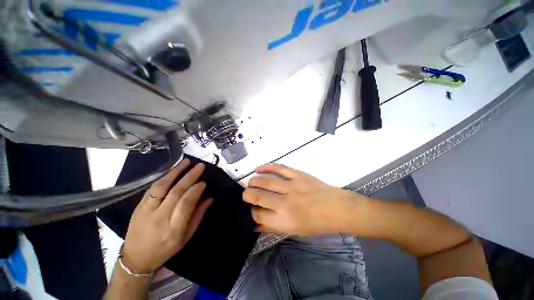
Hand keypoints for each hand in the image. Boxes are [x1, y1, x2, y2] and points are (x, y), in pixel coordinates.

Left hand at [122, 159, 212, 273]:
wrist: (136, 258)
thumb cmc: (166, 249)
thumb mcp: (187, 236)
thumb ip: (199, 215)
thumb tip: (210, 198)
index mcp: (174, 229)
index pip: (186, 204)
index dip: (196, 190)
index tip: (204, 182)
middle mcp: (159, 218)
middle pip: (176, 192)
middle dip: (190, 176)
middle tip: (200, 166)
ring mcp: (146, 211)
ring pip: (162, 187)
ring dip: (176, 172)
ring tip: (187, 162)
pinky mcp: (138, 206)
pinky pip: (153, 188)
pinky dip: (164, 177)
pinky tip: (173, 170)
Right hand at [243, 164, 364, 235]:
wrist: (337, 208)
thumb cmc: (316, 223)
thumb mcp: (294, 231)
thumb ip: (272, 227)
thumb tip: (255, 223)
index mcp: (285, 220)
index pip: (258, 215)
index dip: (251, 212)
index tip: (252, 209)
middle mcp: (285, 203)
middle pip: (258, 196)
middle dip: (247, 195)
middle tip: (246, 194)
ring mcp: (292, 186)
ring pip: (265, 181)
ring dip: (254, 181)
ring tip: (251, 182)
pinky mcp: (297, 174)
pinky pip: (278, 168)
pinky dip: (266, 167)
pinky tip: (258, 168)